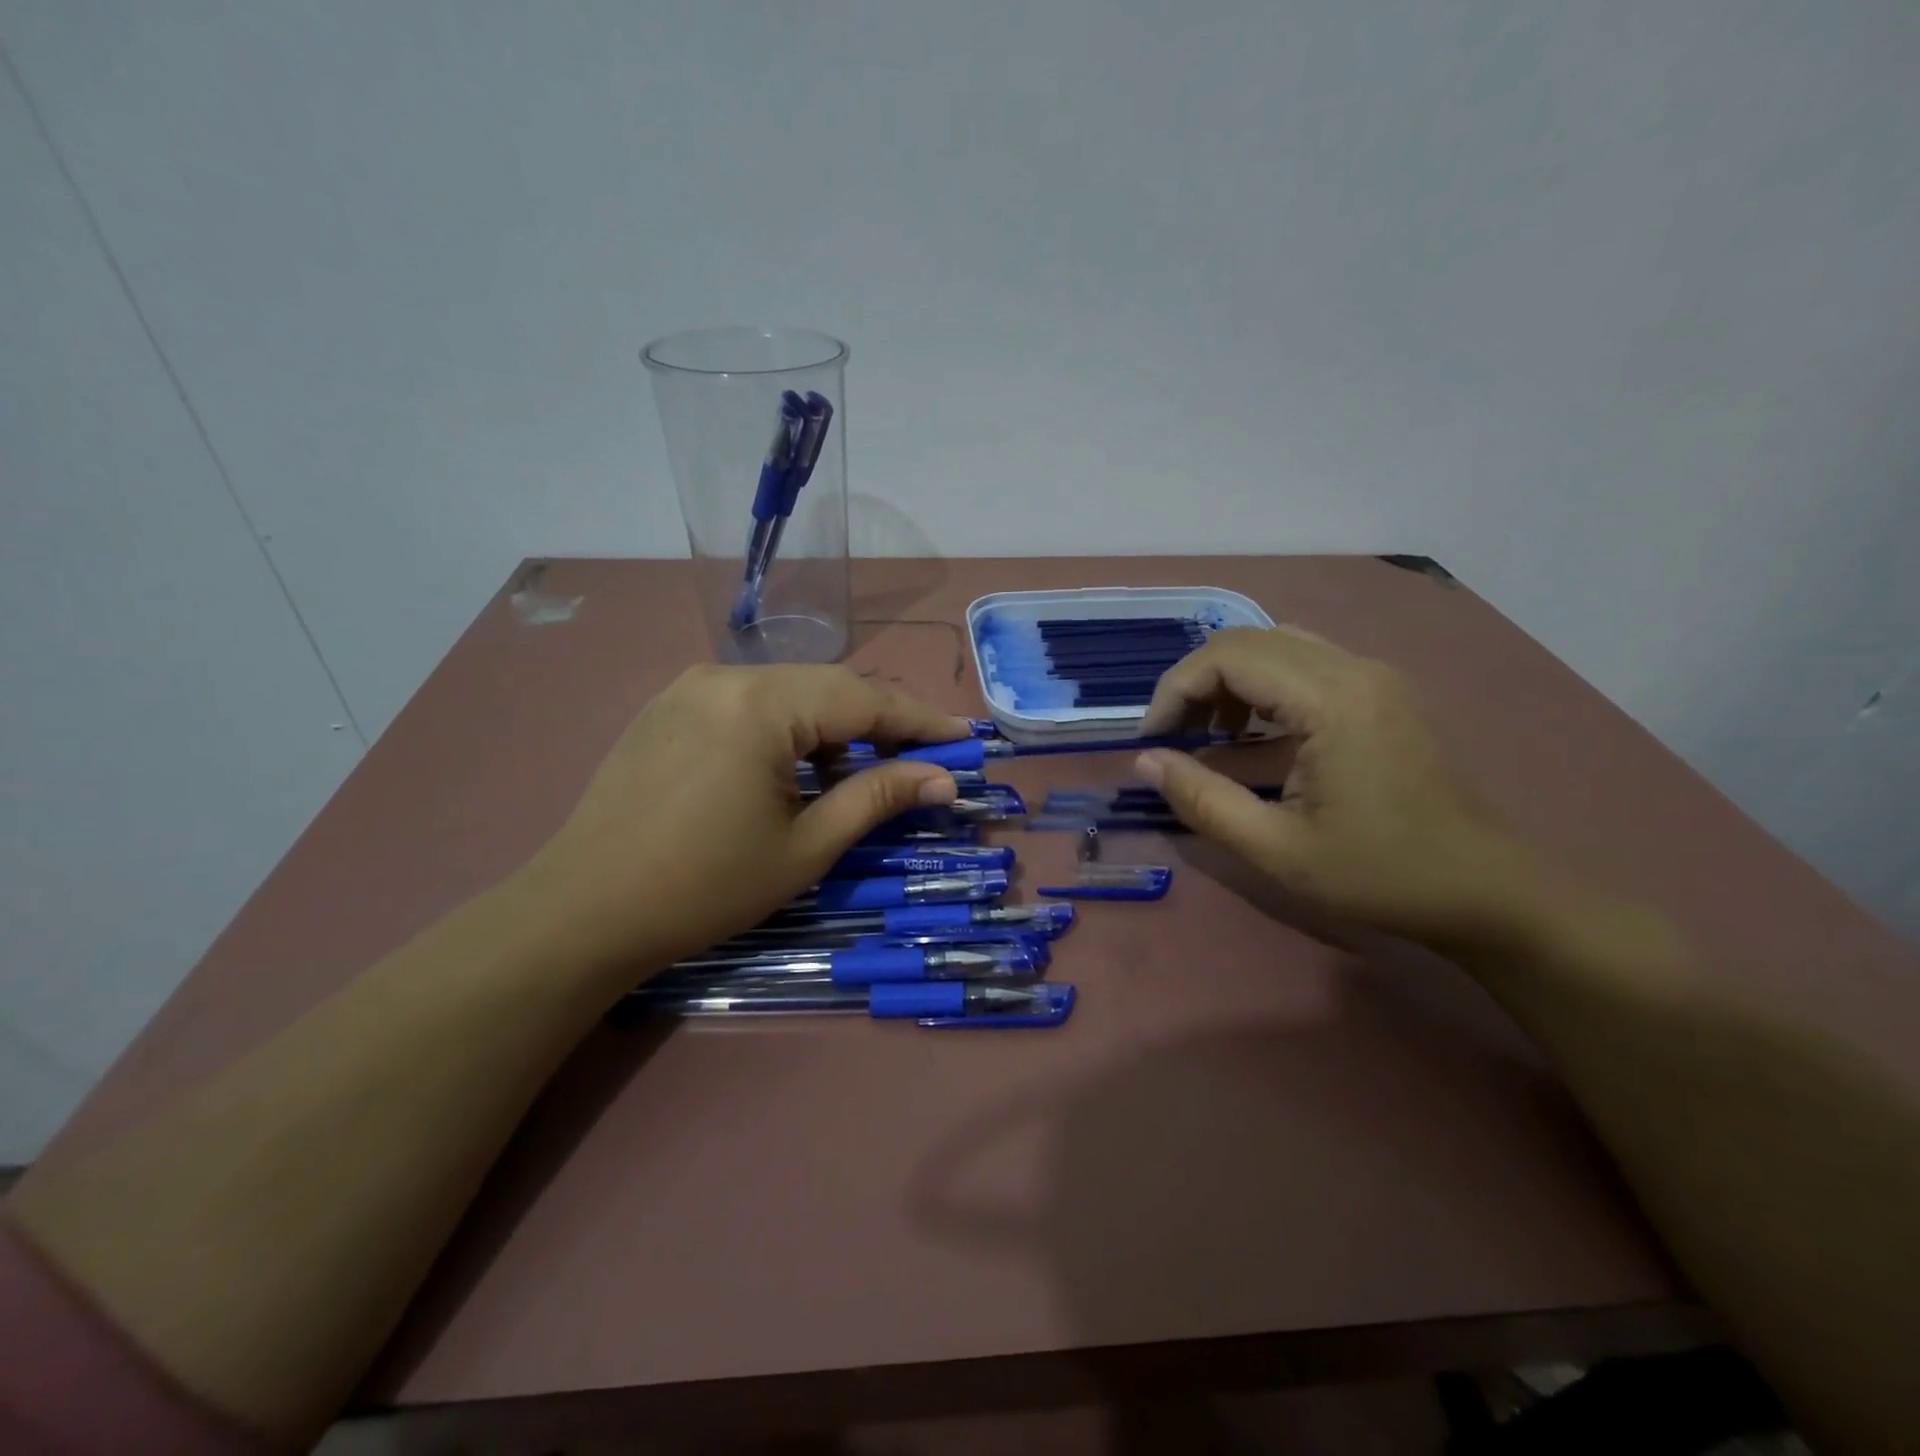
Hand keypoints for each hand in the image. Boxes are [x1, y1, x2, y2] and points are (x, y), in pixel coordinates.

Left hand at [519, 665, 968, 972]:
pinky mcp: (669, 706)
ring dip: (833, 725)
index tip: (964, 739)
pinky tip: (797, 767)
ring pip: (789, 691)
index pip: (864, 699)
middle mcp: (726, 676)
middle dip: (881, 721)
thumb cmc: (705, 887)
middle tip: (922, 758)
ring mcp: (691, 686)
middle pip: (828, 686)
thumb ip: (878, 799)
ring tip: (861, 771)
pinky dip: (789, 727)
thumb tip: (943, 779)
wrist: (583, 912)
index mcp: (761, 704)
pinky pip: (750, 702)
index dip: (921, 720)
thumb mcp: (805, 847)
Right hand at [1136, 627, 1536, 946]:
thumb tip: (1145, 761)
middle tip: (1171, 737)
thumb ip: (1202, 800)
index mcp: (1332, 700)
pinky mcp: (1380, 692)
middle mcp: (1354, 669)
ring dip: (1228, 680)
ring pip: (1275, 645)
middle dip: (1194, 683)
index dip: (1174, 691)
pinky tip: (1252, 733)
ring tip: (1208, 734)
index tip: (1152, 741)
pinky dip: (1261, 686)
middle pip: (1247, 641)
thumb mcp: (1277, 849)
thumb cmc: (1381, 875)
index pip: (1227, 657)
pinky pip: (1304, 662)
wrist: (1487, 890)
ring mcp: (1373, 676)